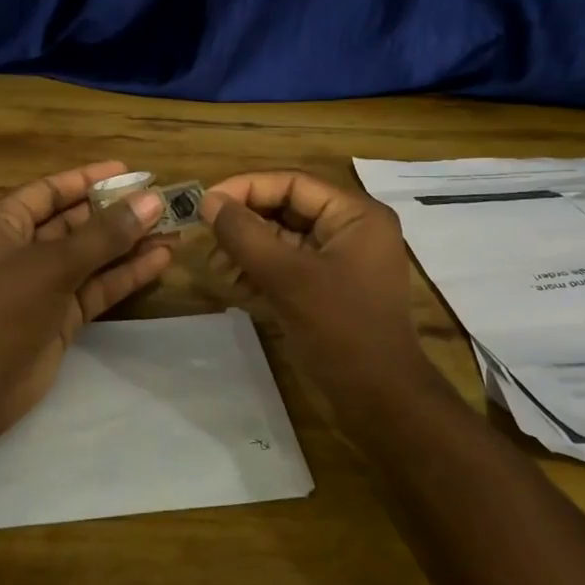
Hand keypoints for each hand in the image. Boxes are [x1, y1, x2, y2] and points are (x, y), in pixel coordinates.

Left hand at [0, 160, 172, 442]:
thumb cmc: (4, 308)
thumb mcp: (54, 264)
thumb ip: (105, 234)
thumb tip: (152, 201)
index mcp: (4, 223)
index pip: (51, 190)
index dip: (89, 179)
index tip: (130, 171)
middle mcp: (23, 248)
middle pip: (76, 222)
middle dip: (117, 213)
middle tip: (162, 201)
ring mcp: (43, 285)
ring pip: (92, 256)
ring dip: (129, 244)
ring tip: (173, 228)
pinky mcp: (62, 316)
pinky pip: (98, 286)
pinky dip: (126, 274)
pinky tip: (161, 260)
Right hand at [199, 171, 423, 395]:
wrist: (380, 401)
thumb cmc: (340, 329)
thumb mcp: (288, 277)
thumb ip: (245, 234)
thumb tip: (209, 201)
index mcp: (355, 215)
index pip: (292, 183)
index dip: (246, 188)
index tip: (206, 203)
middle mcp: (351, 230)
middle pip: (287, 209)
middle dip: (244, 224)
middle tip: (205, 239)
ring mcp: (340, 262)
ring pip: (284, 240)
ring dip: (247, 250)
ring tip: (214, 267)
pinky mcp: (328, 290)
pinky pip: (289, 267)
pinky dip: (260, 272)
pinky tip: (232, 285)